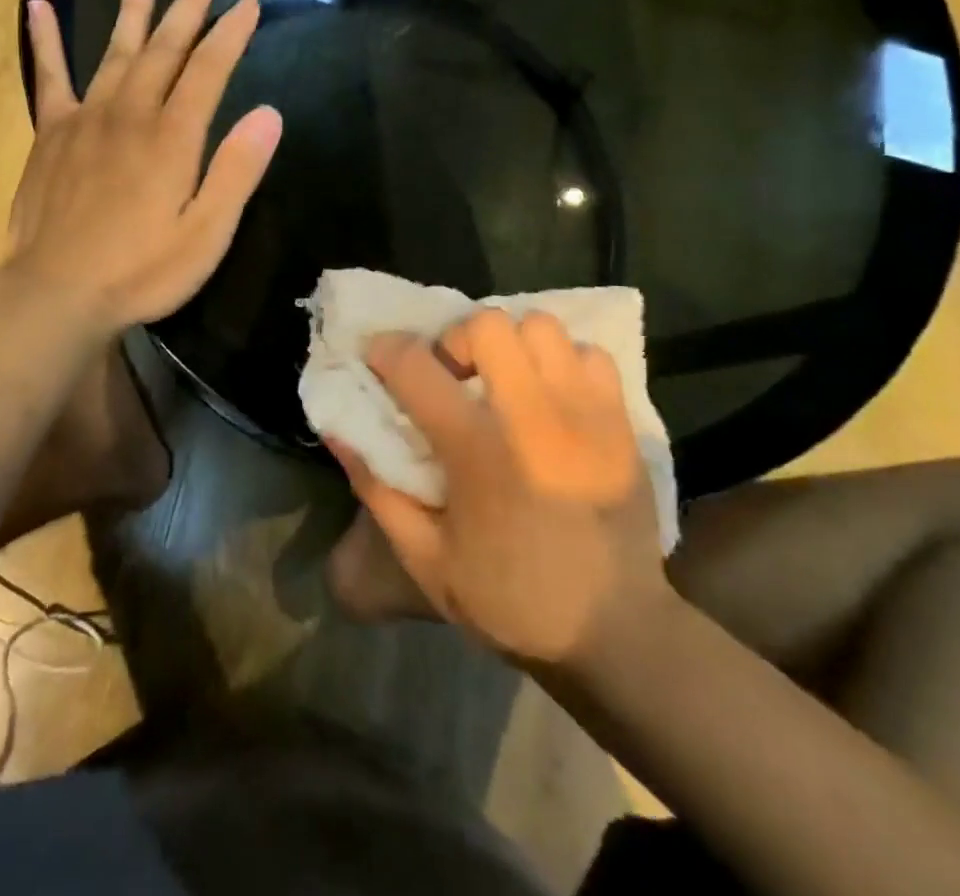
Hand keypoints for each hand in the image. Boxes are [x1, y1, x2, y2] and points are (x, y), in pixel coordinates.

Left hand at [9, 0, 282, 337]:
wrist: (56, 291)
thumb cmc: (141, 270)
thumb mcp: (206, 233)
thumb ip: (236, 171)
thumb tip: (269, 114)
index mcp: (173, 137)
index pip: (209, 70)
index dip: (230, 34)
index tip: (248, 3)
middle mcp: (130, 113)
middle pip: (164, 49)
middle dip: (187, 7)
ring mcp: (86, 118)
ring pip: (115, 51)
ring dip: (133, 10)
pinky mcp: (51, 133)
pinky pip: (50, 77)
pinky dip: (45, 41)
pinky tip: (39, 7)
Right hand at [326, 309, 672, 668]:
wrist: (615, 634)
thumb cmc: (510, 600)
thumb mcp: (425, 558)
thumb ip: (377, 489)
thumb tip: (337, 432)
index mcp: (478, 454)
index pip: (417, 367)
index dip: (386, 350)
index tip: (379, 358)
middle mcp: (533, 420)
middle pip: (486, 325)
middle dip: (457, 340)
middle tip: (455, 377)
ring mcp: (586, 415)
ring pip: (540, 326)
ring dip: (512, 343)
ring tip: (505, 380)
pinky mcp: (621, 422)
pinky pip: (589, 353)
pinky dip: (562, 361)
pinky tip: (551, 396)